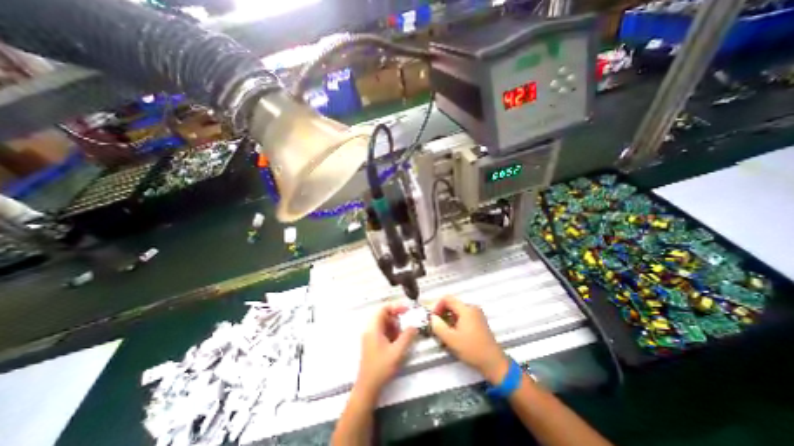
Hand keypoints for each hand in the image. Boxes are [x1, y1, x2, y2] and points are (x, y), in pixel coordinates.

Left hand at [356, 302, 417, 396]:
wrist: (368, 387)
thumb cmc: (381, 367)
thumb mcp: (397, 351)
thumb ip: (407, 336)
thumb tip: (414, 326)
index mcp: (373, 328)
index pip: (383, 309)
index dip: (396, 307)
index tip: (407, 310)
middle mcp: (370, 329)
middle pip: (383, 315)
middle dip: (396, 318)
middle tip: (407, 324)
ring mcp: (370, 336)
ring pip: (383, 324)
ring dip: (394, 326)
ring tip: (403, 334)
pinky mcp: (372, 343)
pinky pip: (382, 331)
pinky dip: (391, 333)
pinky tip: (397, 341)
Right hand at [428, 297, 508, 383]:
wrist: (494, 363)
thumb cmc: (472, 349)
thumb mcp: (451, 339)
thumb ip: (438, 326)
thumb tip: (432, 318)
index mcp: (466, 309)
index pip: (447, 298)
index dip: (437, 306)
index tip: (433, 318)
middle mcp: (472, 308)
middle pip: (452, 304)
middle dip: (442, 313)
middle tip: (437, 325)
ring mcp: (477, 314)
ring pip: (457, 311)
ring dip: (448, 319)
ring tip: (444, 332)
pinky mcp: (479, 322)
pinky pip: (463, 316)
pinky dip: (455, 322)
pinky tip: (453, 334)